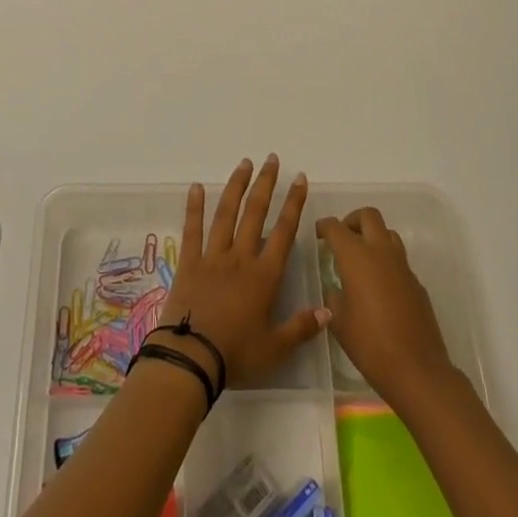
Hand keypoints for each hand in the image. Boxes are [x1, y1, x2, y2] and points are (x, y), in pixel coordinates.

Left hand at [158, 156, 328, 389]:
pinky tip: (196, 186)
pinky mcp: (189, 262)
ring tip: (244, 163)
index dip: (294, 204)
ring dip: (237, 186)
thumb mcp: (275, 349)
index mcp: (264, 276)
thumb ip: (301, 328)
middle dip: (266, 184)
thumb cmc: (236, 354)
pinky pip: (192, 229)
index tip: (300, 178)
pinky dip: (194, 206)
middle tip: (272, 159)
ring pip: (226, 213)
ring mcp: (213, 256)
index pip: (284, 232)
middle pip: (256, 213)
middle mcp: (240, 257)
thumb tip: (328, 311)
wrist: (191, 357)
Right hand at [315, 208, 454, 409]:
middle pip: (368, 216)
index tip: (317, 234)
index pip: (336, 227)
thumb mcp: (338, 320)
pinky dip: (386, 261)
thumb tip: (334, 287)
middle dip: (352, 220)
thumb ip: (332, 296)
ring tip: (361, 259)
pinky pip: (399, 259)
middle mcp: (381, 252)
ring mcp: (403, 266)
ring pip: (388, 233)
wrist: (416, 369)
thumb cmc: (369, 343)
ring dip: (373, 237)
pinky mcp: (417, 282)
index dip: (324, 226)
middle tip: (342, 238)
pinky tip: (379, 287)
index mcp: (356, 256)